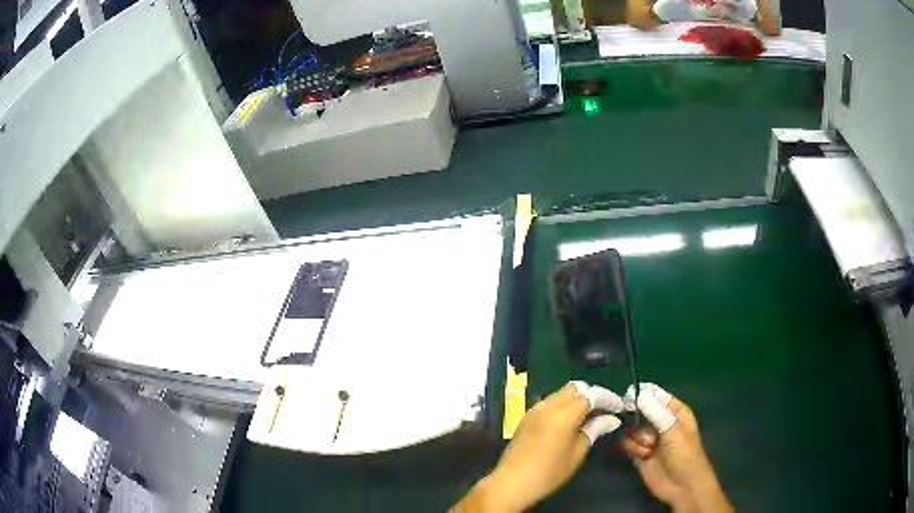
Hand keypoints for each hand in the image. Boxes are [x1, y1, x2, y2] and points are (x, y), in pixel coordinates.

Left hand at [455, 382, 623, 511]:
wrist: (511, 483)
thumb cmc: (549, 473)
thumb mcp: (577, 453)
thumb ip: (594, 430)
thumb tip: (611, 419)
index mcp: (563, 414)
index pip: (591, 394)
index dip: (608, 399)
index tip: (619, 408)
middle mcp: (548, 405)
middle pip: (575, 388)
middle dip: (592, 395)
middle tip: (605, 411)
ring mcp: (534, 409)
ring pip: (561, 393)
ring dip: (577, 399)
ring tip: (590, 417)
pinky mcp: (526, 417)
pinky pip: (550, 402)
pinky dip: (563, 406)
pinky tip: (570, 422)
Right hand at [620, 384, 732, 512]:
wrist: (681, 486)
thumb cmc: (684, 455)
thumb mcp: (672, 432)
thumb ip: (655, 413)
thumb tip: (640, 394)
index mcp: (675, 412)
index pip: (656, 395)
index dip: (643, 393)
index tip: (629, 396)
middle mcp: (661, 422)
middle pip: (640, 411)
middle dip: (637, 419)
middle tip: (635, 423)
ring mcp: (650, 439)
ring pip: (633, 429)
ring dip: (637, 438)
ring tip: (648, 448)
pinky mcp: (640, 453)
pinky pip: (628, 444)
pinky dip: (632, 449)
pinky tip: (642, 456)